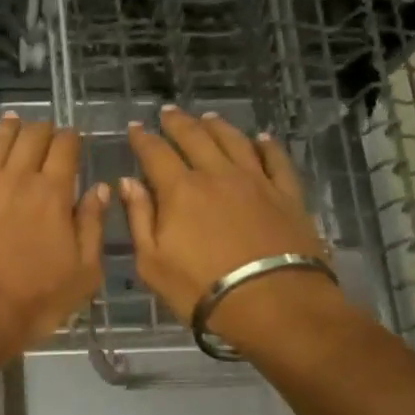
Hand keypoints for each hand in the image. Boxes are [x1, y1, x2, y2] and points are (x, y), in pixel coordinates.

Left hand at [0, 112, 109, 356]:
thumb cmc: (35, 301)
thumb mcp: (83, 273)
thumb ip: (93, 226)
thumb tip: (100, 188)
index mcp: (53, 194)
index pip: (66, 148)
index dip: (72, 139)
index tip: (75, 141)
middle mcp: (17, 179)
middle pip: (32, 137)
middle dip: (44, 130)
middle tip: (47, 135)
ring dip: (11, 127)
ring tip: (16, 122)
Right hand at [121, 107, 329, 333]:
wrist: (272, 302)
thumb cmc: (200, 288)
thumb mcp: (152, 262)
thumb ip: (139, 218)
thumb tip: (128, 182)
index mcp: (179, 190)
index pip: (155, 153)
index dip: (143, 138)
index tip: (135, 128)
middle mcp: (217, 174)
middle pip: (195, 137)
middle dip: (178, 123)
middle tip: (168, 112)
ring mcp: (256, 181)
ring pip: (234, 141)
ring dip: (217, 126)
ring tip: (207, 117)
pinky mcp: (287, 194)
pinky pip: (276, 160)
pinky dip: (267, 145)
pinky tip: (261, 139)